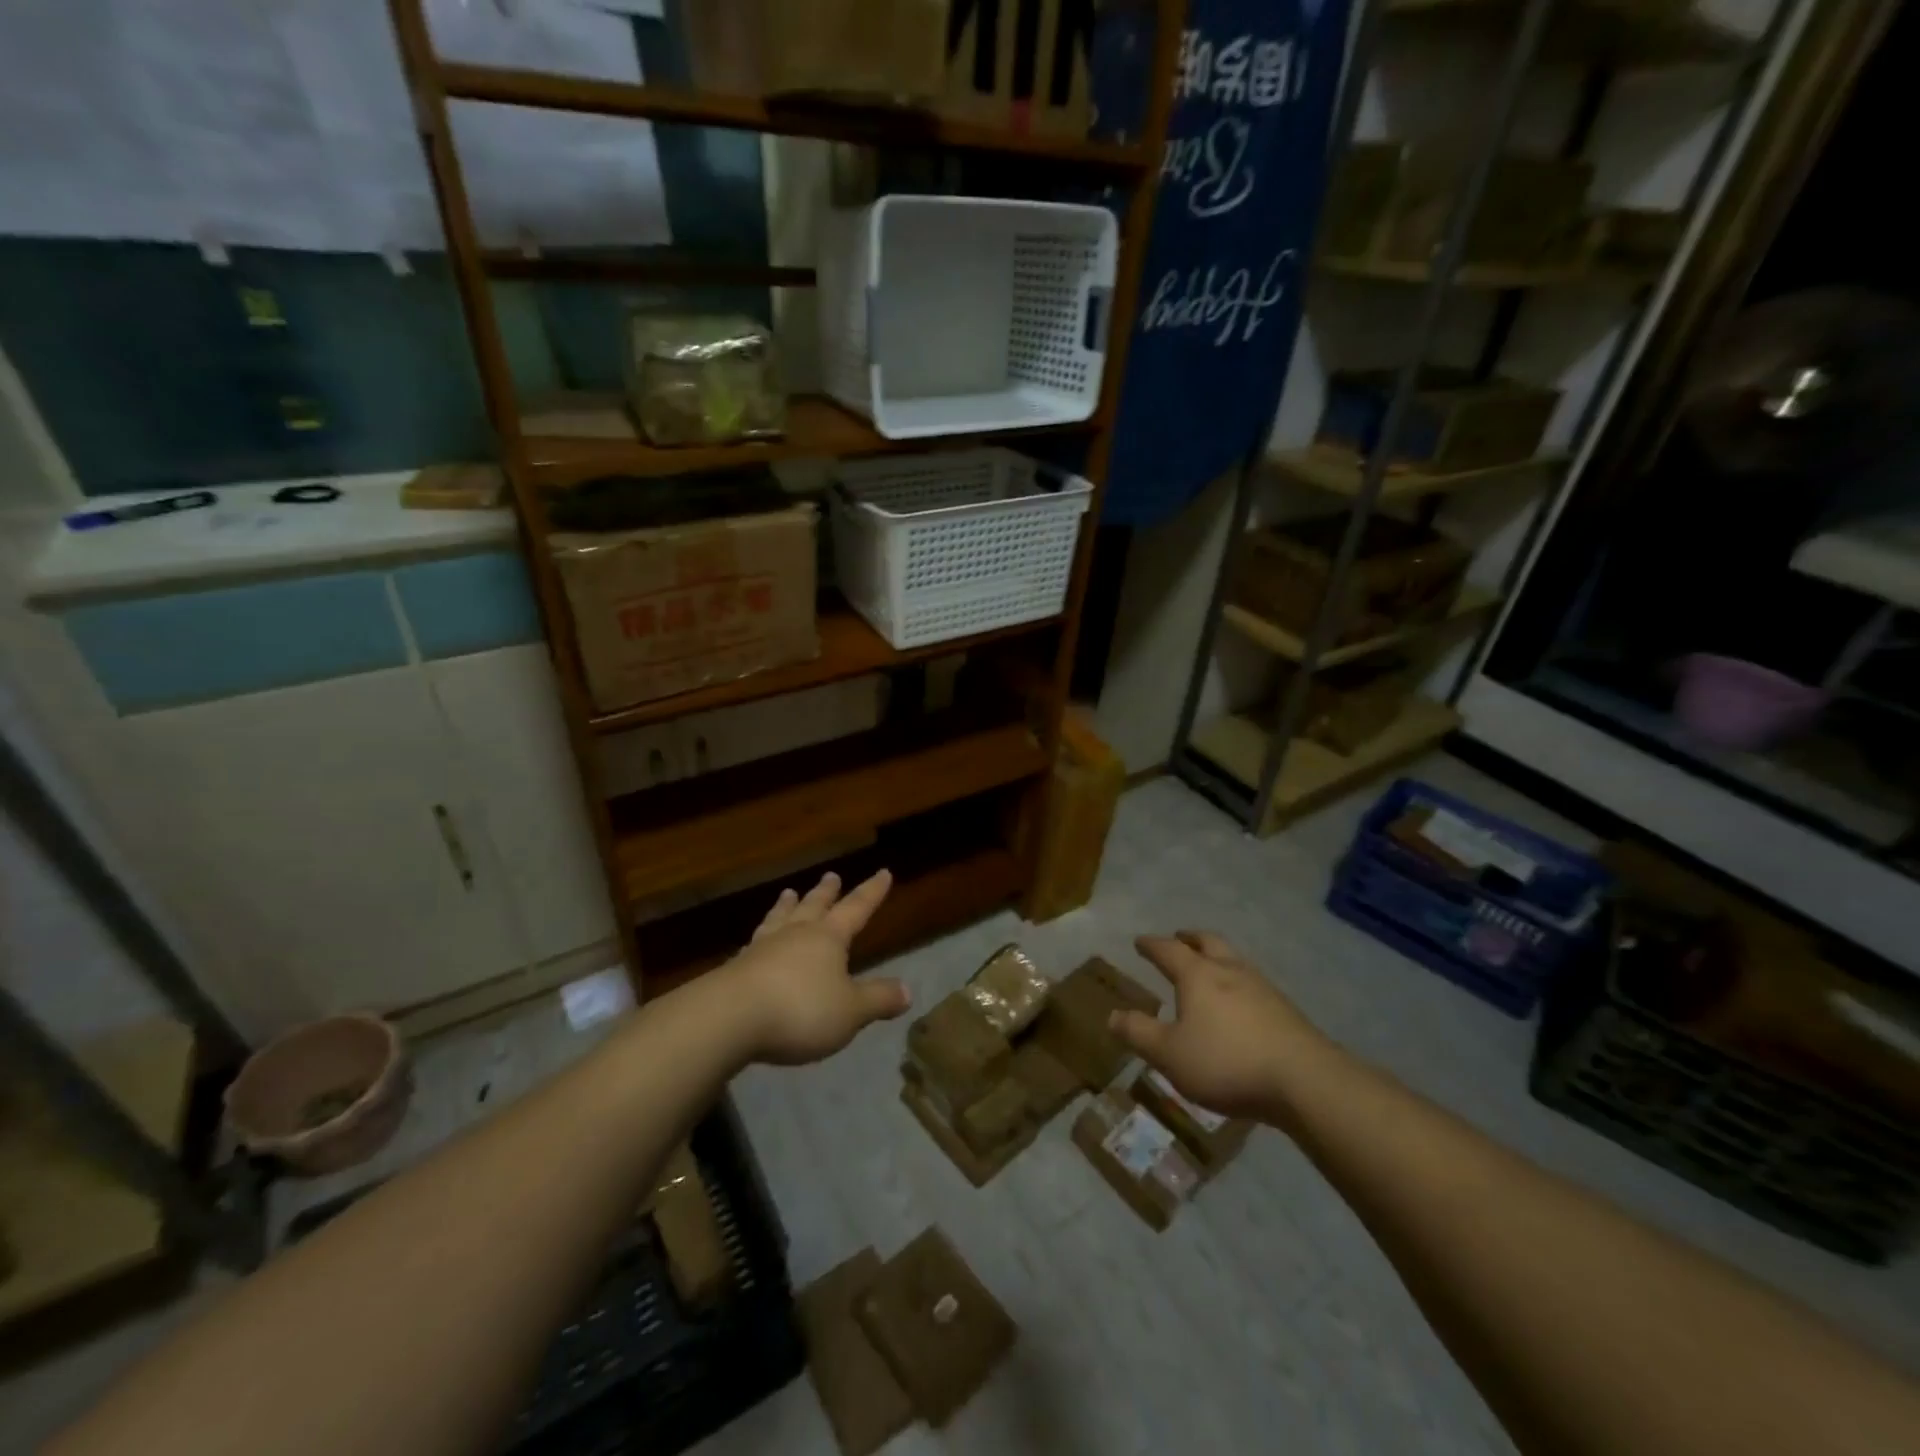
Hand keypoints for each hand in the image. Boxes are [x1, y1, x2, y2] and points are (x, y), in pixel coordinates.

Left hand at [720, 870, 911, 1065]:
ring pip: (779, 919)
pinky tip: (755, 941)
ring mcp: (762, 948)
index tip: (883, 872)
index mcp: (828, 938)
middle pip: (814, 906)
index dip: (872, 892)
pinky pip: (754, 943)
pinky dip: (761, 936)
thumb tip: (907, 990)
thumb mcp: (850, 1011)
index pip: (856, 909)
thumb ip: (878, 999)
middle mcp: (795, 934)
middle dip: (826, 892)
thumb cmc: (800, 1010)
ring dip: (787, 906)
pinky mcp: (736, 968)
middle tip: (831, 875)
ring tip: (788, 893)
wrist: (728, 1018)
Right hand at [1109, 931, 1330, 1123]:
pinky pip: (1253, 983)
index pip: (1168, 950)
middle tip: (1179, 938)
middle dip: (1190, 939)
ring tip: (1209, 967)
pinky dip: (1237, 982)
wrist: (1304, 1080)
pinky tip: (1239, 1002)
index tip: (1140, 941)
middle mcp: (1229, 970)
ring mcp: (1262, 987)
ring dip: (1216, 956)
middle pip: (1208, 942)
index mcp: (1197, 975)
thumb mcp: (1170, 1054)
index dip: (1151, 945)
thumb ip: (1139, 1033)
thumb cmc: (1226, 1062)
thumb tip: (1112, 1016)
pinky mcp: (1285, 1009)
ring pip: (1234, 959)